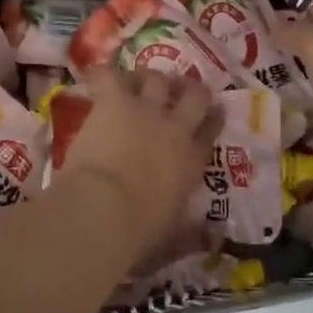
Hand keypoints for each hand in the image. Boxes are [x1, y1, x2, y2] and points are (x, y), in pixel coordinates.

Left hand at [60, 68, 221, 246]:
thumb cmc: (139, 231)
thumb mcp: (173, 237)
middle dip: (189, 89)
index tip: (212, 113)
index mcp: (192, 162)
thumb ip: (193, 234)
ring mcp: (146, 109)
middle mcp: (175, 128)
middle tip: (178, 90)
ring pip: (157, 78)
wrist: (104, 209)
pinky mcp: (114, 101)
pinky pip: (110, 75)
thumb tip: (214, 238)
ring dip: (149, 79)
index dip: (212, 119)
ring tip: (138, 83)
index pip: (210, 131)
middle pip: (194, 95)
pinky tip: (99, 76)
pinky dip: (103, 74)